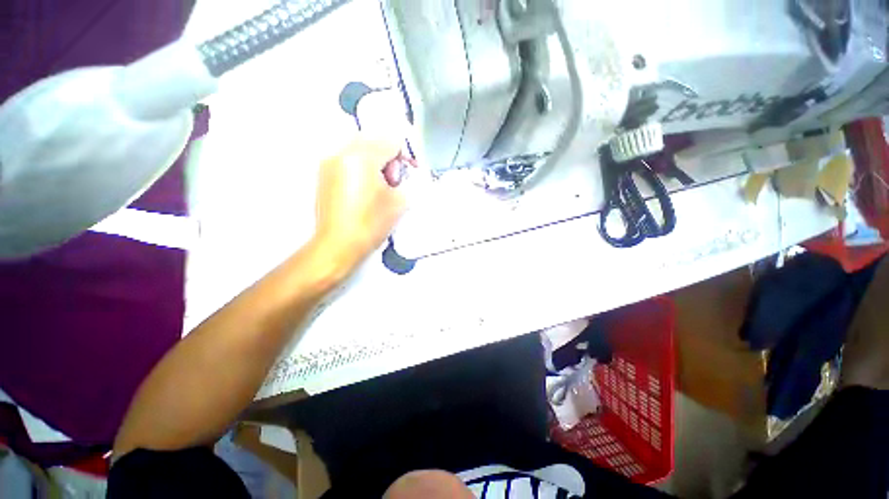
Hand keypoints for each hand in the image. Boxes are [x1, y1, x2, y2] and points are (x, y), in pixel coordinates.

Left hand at [312, 136, 408, 272]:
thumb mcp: (398, 201)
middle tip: (393, 180)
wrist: (338, 244)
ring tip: (379, 186)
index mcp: (362, 157)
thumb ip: (406, 181)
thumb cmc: (370, 223)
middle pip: (374, 141)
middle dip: (388, 157)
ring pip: (360, 150)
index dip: (405, 155)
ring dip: (375, 162)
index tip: (409, 170)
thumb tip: (403, 174)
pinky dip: (361, 168)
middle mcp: (342, 153)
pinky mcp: (324, 175)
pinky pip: (348, 161)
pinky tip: (365, 190)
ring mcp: (329, 163)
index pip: (391, 141)